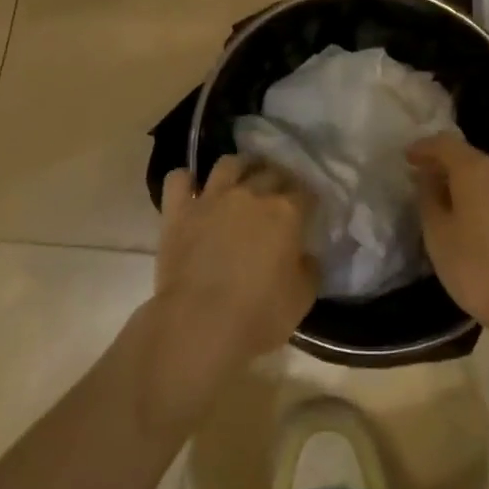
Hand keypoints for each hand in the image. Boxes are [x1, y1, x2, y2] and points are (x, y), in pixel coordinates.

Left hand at [141, 156, 316, 420]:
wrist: (200, 325)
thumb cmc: (259, 315)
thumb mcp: (303, 297)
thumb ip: (309, 268)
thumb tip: (305, 255)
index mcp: (286, 212)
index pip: (306, 192)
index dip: (309, 200)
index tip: (309, 210)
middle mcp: (251, 193)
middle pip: (271, 172)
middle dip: (280, 179)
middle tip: (279, 195)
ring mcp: (212, 198)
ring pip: (229, 163)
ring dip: (240, 167)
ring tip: (242, 178)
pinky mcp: (179, 211)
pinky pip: (178, 179)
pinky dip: (185, 180)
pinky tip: (192, 190)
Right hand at [409, 134, 488, 329]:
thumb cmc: (475, 265)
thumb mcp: (438, 232)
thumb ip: (428, 198)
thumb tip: (427, 176)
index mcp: (474, 170)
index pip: (445, 144)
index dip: (423, 147)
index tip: (405, 158)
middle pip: (466, 156)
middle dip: (441, 163)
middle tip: (419, 177)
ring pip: (482, 175)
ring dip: (459, 180)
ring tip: (438, 199)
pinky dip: (474, 195)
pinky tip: (464, 216)